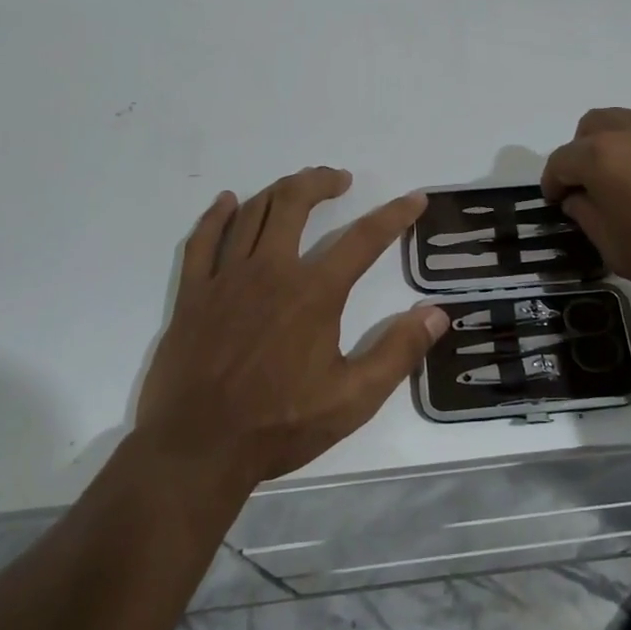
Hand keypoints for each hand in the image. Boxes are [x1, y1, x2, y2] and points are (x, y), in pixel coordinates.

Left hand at [134, 167, 447, 489]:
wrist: (198, 449)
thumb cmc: (280, 425)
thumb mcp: (353, 399)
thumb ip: (398, 352)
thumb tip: (437, 313)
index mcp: (314, 293)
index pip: (363, 239)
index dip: (394, 215)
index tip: (413, 199)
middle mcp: (271, 271)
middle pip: (295, 204)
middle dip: (321, 182)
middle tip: (339, 179)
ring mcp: (226, 279)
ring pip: (252, 213)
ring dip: (279, 191)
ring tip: (298, 186)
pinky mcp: (193, 294)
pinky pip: (203, 240)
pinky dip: (217, 215)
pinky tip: (228, 202)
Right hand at [541, 108, 630, 329]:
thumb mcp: (616, 249)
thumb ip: (587, 214)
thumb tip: (579, 198)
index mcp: (603, 156)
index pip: (561, 161)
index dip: (553, 184)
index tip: (557, 205)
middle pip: (590, 129)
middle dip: (580, 156)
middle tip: (588, 191)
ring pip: (625, 124)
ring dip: (613, 147)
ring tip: (625, 185)